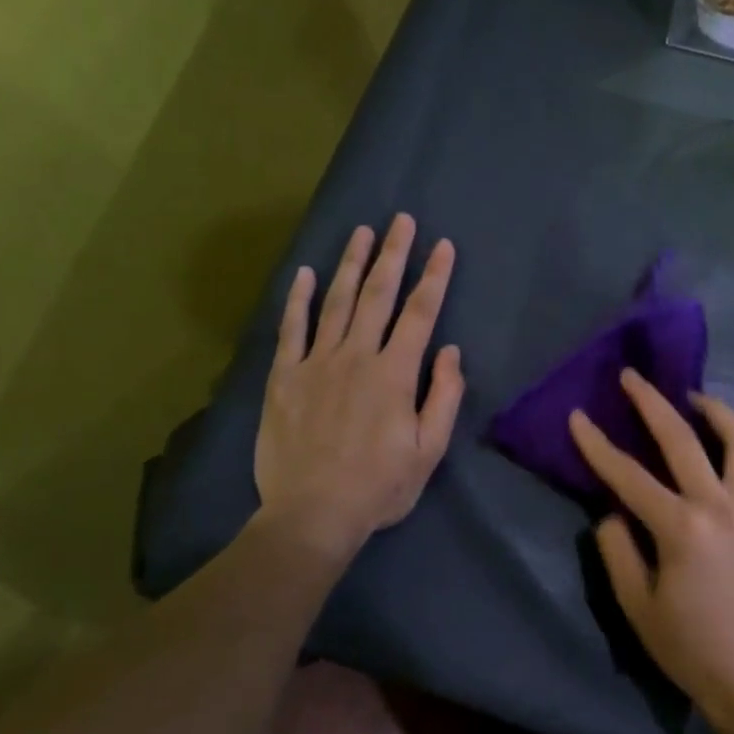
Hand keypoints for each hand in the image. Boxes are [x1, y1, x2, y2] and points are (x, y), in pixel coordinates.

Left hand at [255, 214, 464, 559]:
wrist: (313, 513)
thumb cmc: (379, 486)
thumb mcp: (429, 450)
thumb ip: (444, 397)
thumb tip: (449, 351)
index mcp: (394, 374)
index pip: (420, 313)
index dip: (434, 277)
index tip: (443, 246)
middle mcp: (356, 356)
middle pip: (378, 295)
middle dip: (394, 254)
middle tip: (402, 220)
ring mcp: (316, 363)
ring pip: (336, 302)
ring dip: (351, 264)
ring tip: (362, 232)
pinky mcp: (284, 377)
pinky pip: (291, 329)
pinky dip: (297, 299)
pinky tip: (304, 273)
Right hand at [568, 370, 733, 733]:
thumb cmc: (688, 647)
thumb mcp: (637, 605)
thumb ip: (618, 551)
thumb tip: (612, 512)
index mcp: (681, 528)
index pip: (628, 476)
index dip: (597, 445)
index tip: (578, 416)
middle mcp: (720, 507)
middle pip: (683, 440)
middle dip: (652, 403)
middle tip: (633, 377)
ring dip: (717, 412)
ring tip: (696, 400)